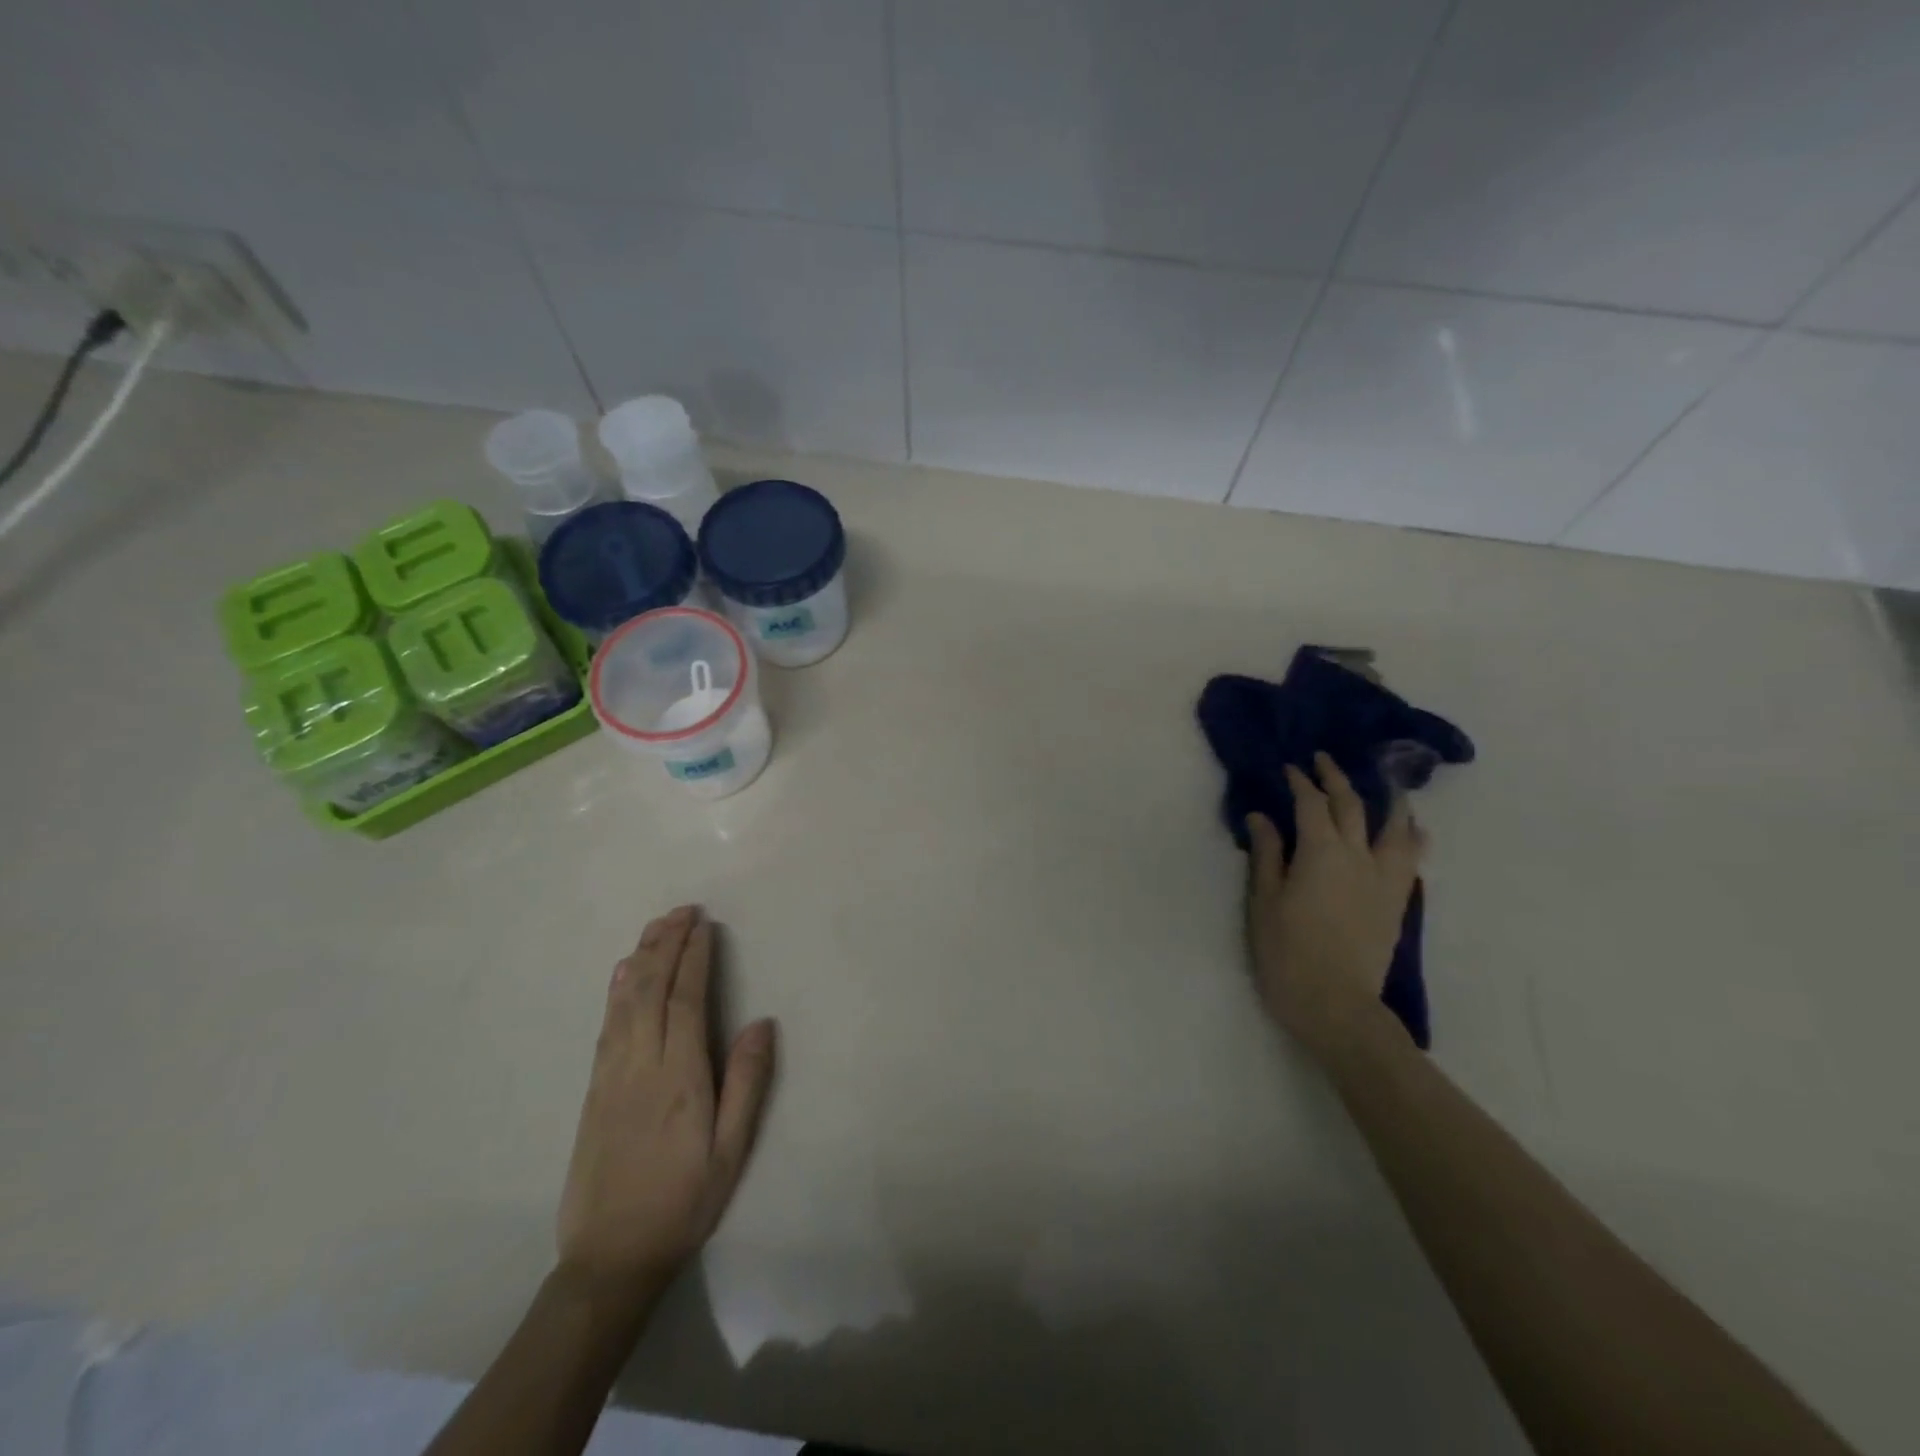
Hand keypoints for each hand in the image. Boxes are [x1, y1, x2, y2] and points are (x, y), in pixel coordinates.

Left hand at [557, 906, 775, 1300]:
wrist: (610, 1257)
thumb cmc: (683, 1202)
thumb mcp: (731, 1150)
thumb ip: (747, 1083)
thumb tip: (761, 1022)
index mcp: (679, 1077)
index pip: (685, 1000)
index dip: (694, 958)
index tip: (704, 925)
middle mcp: (640, 1065)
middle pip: (649, 989)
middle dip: (666, 944)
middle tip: (683, 910)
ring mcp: (610, 1075)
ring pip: (623, 1001)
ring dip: (640, 957)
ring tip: (657, 926)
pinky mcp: (593, 1089)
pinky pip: (606, 1024)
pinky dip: (616, 990)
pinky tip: (621, 973)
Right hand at [1246, 752, 1425, 1060]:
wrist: (1336, 1004)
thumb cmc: (1287, 952)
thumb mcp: (1264, 901)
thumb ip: (1266, 854)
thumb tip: (1262, 816)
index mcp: (1321, 852)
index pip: (1311, 804)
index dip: (1300, 782)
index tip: (1289, 767)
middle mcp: (1358, 856)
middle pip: (1352, 806)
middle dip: (1336, 779)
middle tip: (1324, 761)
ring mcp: (1384, 879)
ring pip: (1394, 827)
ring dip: (1388, 800)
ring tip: (1385, 784)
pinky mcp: (1396, 901)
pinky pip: (1412, 858)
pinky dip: (1412, 836)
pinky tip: (1413, 830)